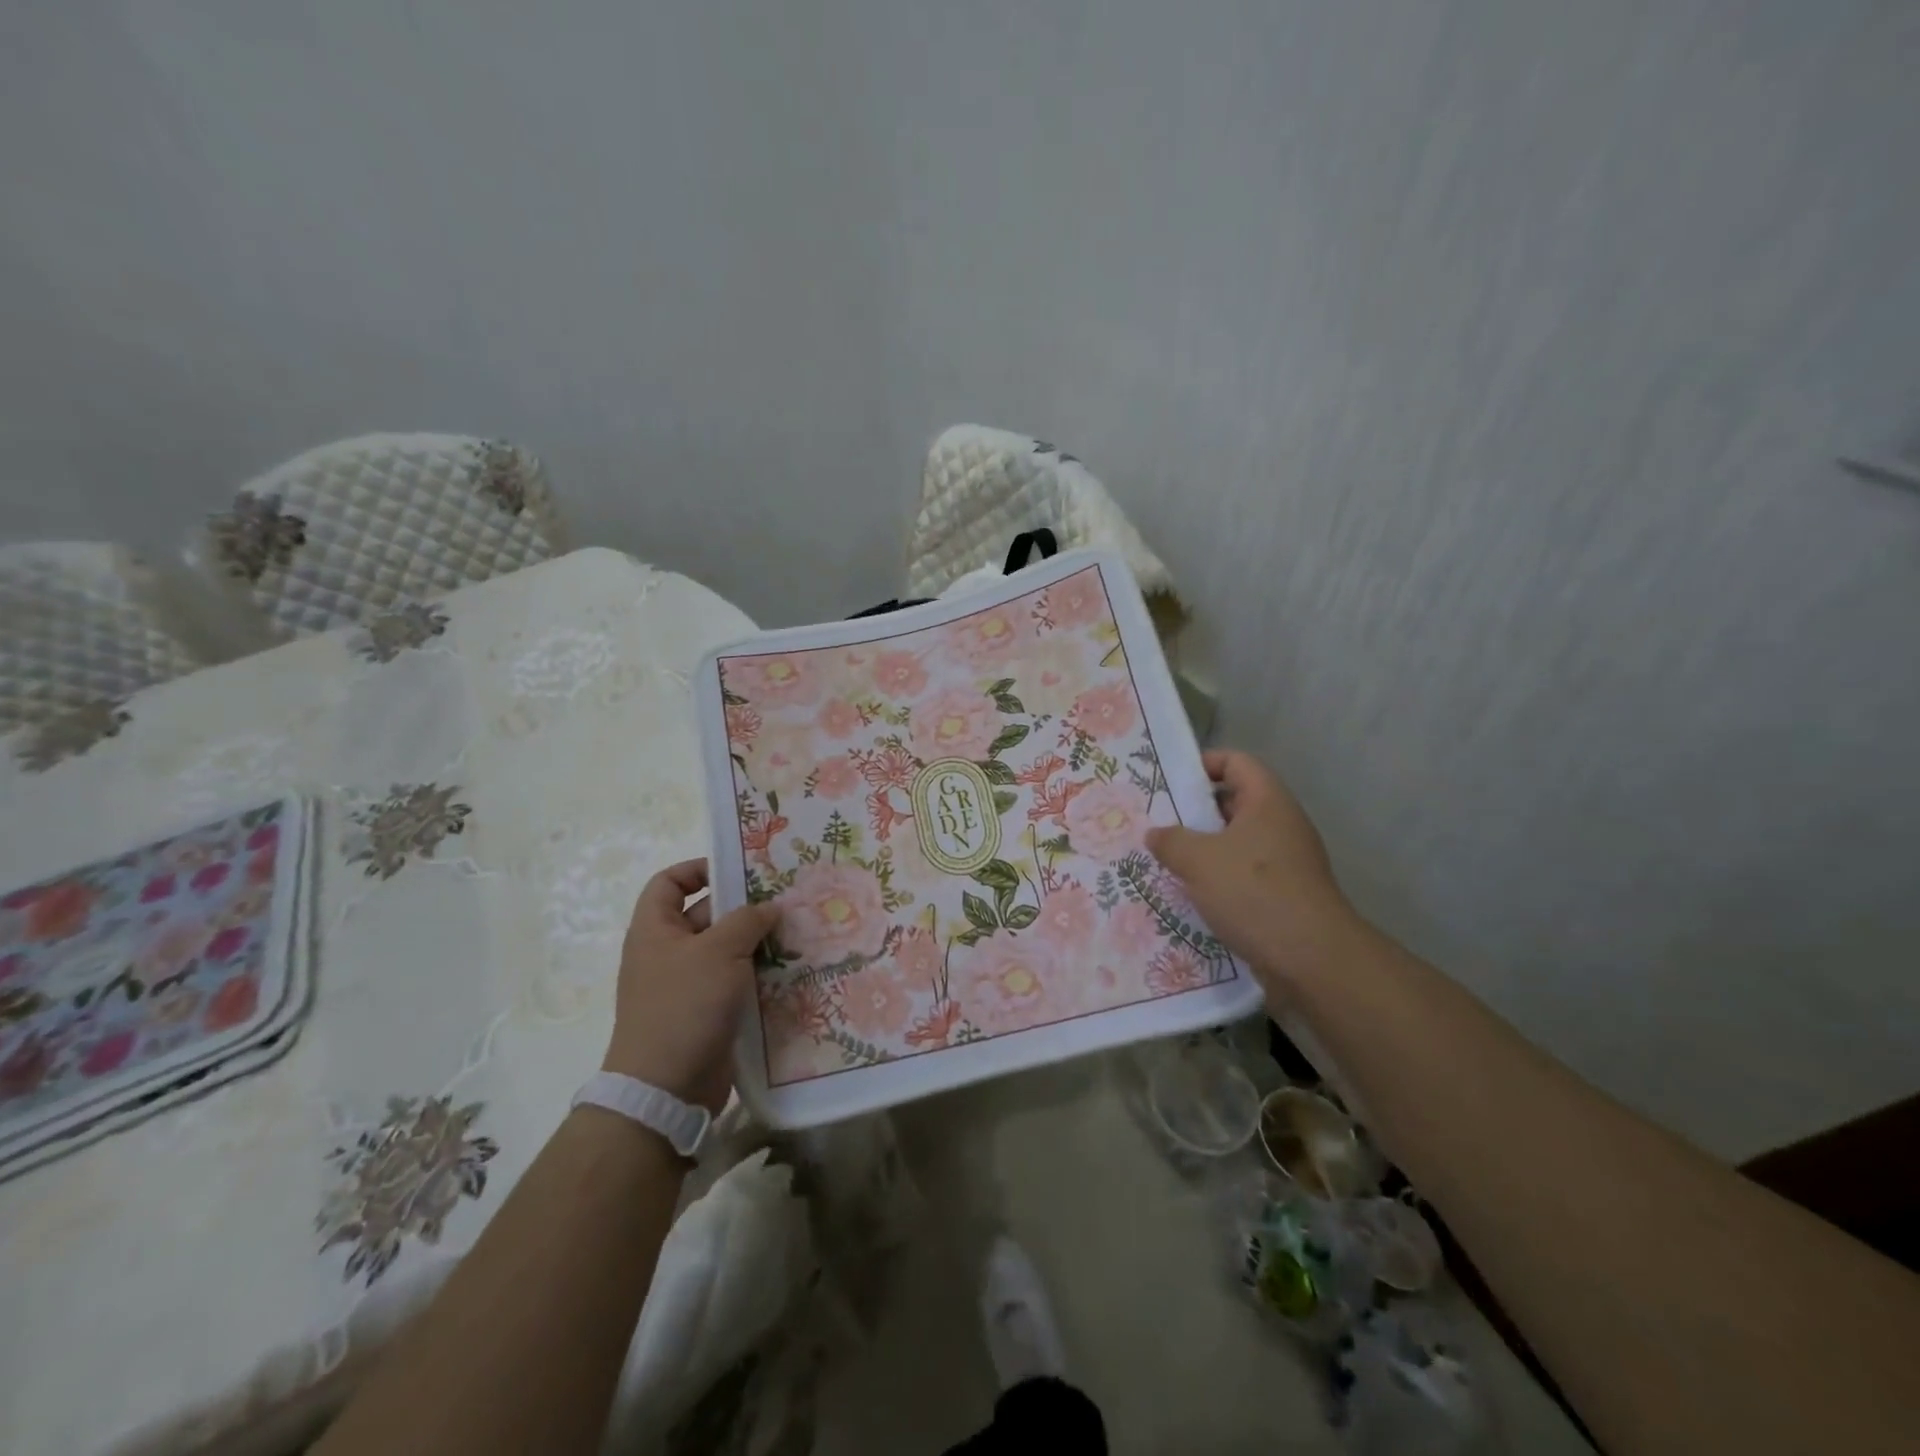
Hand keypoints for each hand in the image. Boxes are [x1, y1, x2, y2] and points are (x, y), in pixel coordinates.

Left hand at [602, 859, 778, 1111]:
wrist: (666, 1088)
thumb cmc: (685, 1005)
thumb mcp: (720, 950)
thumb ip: (748, 920)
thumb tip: (769, 908)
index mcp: (655, 929)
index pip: (669, 882)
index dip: (699, 869)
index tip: (738, 871)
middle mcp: (667, 952)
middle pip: (705, 914)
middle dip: (743, 908)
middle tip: (785, 902)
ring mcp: (686, 985)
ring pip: (725, 951)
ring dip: (757, 943)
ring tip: (797, 934)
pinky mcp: (705, 1013)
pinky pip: (734, 982)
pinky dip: (757, 975)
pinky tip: (790, 971)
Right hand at [1145, 750, 1355, 983]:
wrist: (1311, 959)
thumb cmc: (1254, 892)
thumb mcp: (1198, 860)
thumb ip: (1170, 841)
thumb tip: (1155, 834)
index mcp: (1267, 801)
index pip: (1236, 762)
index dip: (1203, 764)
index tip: (1170, 782)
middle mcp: (1281, 824)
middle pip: (1234, 803)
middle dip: (1195, 812)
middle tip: (1158, 822)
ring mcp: (1286, 862)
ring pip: (1237, 843)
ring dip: (1204, 850)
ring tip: (1166, 860)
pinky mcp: (1284, 895)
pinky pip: (1244, 875)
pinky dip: (1218, 879)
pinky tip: (1190, 895)